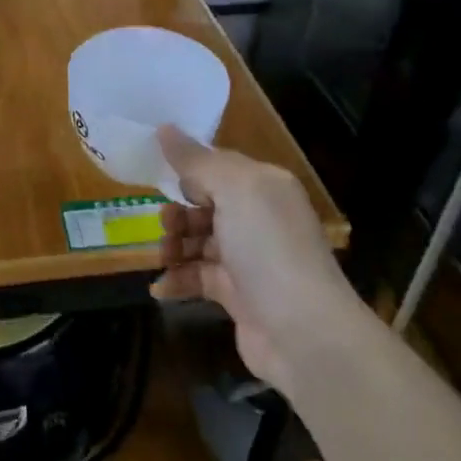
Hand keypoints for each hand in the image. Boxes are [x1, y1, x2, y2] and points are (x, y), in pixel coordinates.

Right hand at [154, 126, 351, 386]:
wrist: (303, 332)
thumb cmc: (268, 248)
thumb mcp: (234, 190)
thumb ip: (197, 161)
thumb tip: (164, 128)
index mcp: (265, 187)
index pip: (218, 167)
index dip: (188, 171)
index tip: (157, 177)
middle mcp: (259, 218)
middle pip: (204, 205)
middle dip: (178, 213)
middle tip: (164, 225)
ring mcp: (249, 259)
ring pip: (197, 241)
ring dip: (174, 246)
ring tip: (163, 258)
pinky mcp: (237, 295)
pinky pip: (197, 278)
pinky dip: (176, 281)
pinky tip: (160, 288)